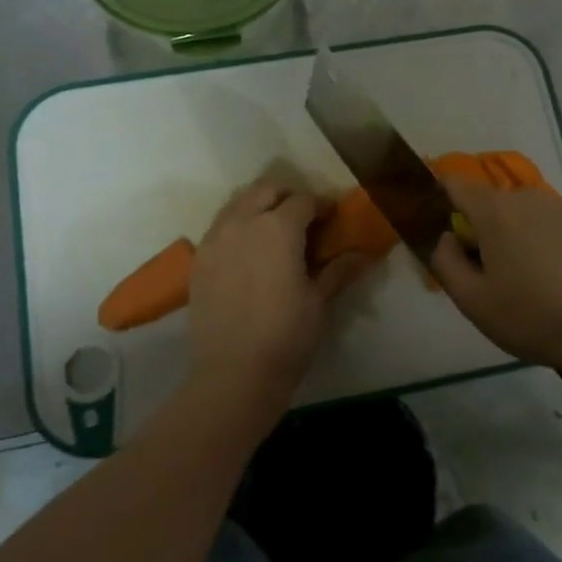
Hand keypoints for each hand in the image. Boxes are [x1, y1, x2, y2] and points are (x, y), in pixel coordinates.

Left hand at [186, 179, 370, 426]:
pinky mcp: (198, 260)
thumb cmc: (286, 334)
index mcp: (278, 227)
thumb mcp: (318, 301)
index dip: (321, 205)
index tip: (332, 216)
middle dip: (287, 196)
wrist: (233, 372)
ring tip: (273, 230)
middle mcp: (243, 222)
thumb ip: (337, 271)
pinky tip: (248, 252)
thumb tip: (362, 255)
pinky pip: (219, 227)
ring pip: (237, 203)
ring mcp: (215, 239)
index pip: (303, 201)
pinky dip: (237, 226)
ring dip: (258, 206)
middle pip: (265, 190)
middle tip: (303, 217)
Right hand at [429, 180, 561, 371]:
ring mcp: (559, 209)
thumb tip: (446, 237)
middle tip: (478, 275)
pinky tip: (545, 283)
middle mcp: (526, 198)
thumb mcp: (472, 300)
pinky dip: (533, 245)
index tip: (435, 229)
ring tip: (514, 284)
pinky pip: (542, 227)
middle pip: (486, 204)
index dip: (437, 200)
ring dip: (506, 239)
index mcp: (495, 210)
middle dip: (475, 231)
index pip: (454, 184)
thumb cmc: (532, 315)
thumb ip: (445, 262)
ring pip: (516, 216)